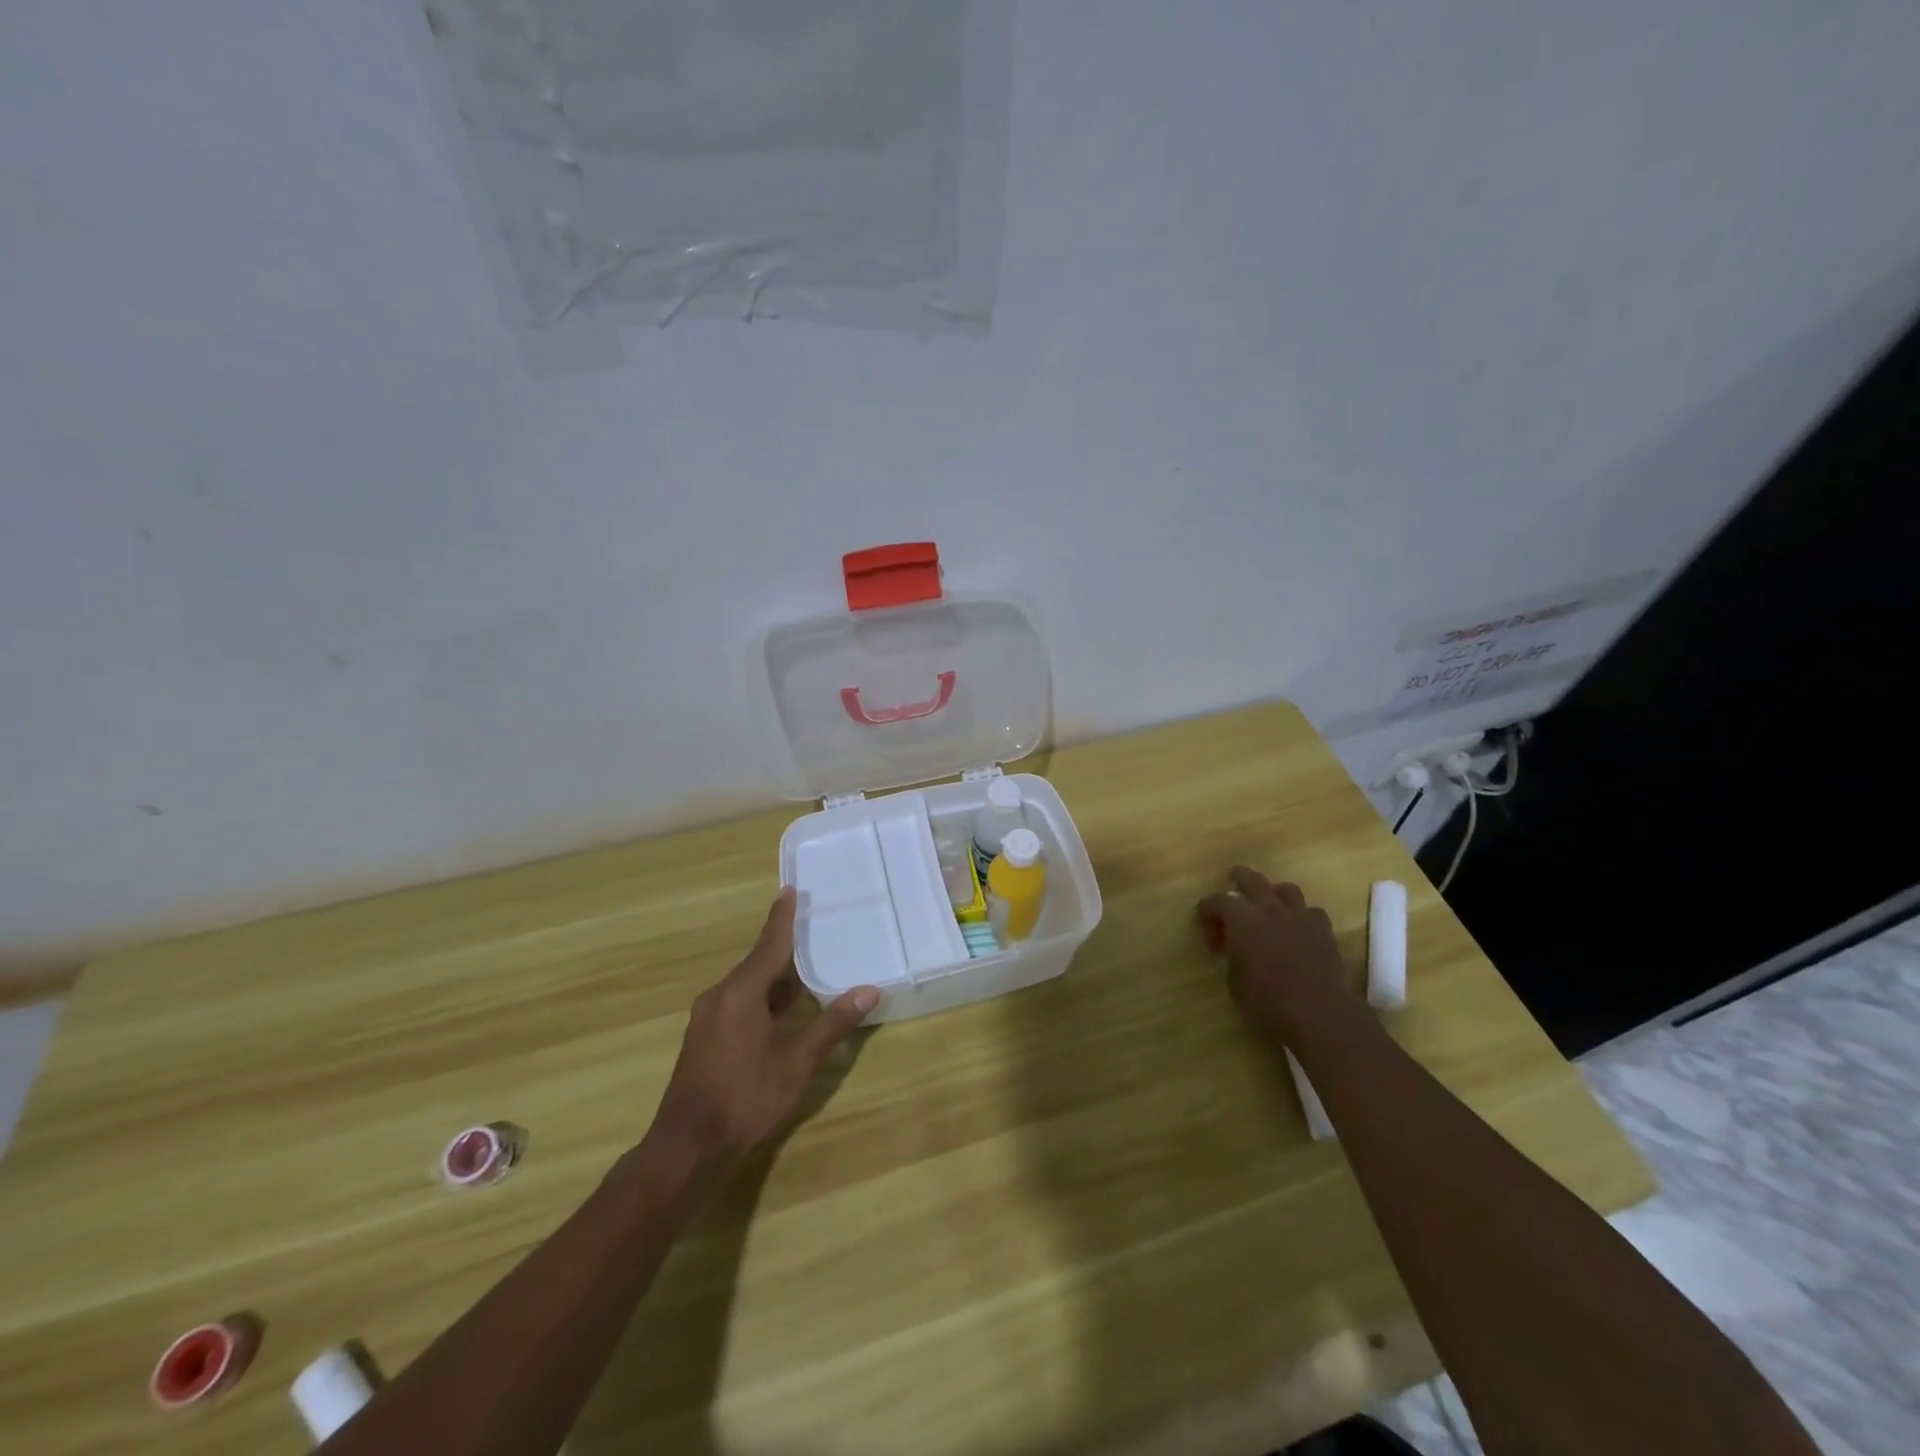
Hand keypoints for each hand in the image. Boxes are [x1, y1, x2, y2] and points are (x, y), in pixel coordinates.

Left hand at [647, 889, 876, 1172]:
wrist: (689, 1146)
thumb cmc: (746, 1096)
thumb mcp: (797, 1061)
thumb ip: (831, 1024)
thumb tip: (868, 991)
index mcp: (740, 992)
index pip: (769, 945)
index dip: (782, 918)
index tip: (788, 890)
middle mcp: (720, 996)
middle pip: (758, 963)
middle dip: (784, 950)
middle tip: (812, 932)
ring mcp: (708, 1018)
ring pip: (747, 986)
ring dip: (775, 979)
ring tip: (806, 971)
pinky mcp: (704, 1038)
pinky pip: (738, 1003)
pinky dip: (762, 998)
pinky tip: (782, 1011)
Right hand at [1197, 866, 1350, 1043]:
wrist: (1317, 1012)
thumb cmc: (1266, 1001)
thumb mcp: (1234, 980)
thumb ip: (1232, 955)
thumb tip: (1235, 949)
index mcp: (1241, 920)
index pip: (1217, 901)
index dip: (1207, 910)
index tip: (1205, 926)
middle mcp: (1269, 909)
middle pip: (1252, 879)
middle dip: (1239, 878)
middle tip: (1232, 883)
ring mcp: (1300, 918)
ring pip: (1286, 889)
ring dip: (1274, 894)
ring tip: (1270, 905)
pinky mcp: (1324, 932)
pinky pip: (1312, 912)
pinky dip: (1303, 917)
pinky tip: (1299, 930)